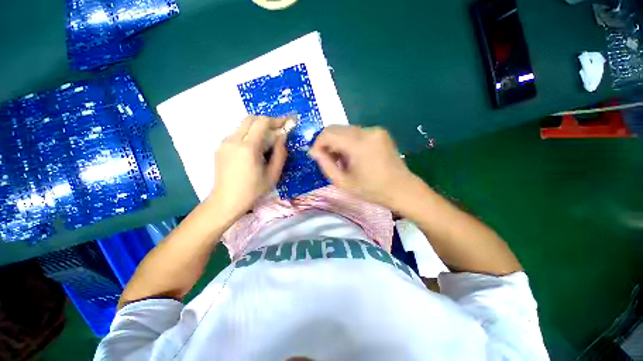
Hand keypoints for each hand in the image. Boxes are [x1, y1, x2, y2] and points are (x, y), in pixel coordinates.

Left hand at [208, 116, 287, 217]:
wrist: (226, 201)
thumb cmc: (253, 190)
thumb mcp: (273, 174)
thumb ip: (280, 153)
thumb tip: (283, 136)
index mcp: (248, 148)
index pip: (262, 122)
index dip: (276, 120)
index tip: (286, 122)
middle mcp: (233, 140)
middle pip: (250, 119)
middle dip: (266, 121)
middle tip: (277, 130)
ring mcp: (224, 143)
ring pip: (243, 126)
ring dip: (257, 128)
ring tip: (267, 142)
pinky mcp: (220, 147)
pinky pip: (237, 134)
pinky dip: (248, 135)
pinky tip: (254, 149)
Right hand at [309, 125, 417, 208]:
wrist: (402, 189)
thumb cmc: (372, 190)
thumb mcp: (343, 182)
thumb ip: (325, 165)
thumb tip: (314, 152)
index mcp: (359, 144)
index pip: (328, 133)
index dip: (317, 143)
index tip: (315, 156)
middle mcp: (367, 131)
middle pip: (336, 128)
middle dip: (327, 143)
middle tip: (327, 159)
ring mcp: (375, 130)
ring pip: (346, 130)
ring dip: (338, 142)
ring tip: (340, 160)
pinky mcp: (380, 132)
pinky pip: (356, 133)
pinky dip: (348, 142)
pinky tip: (352, 156)